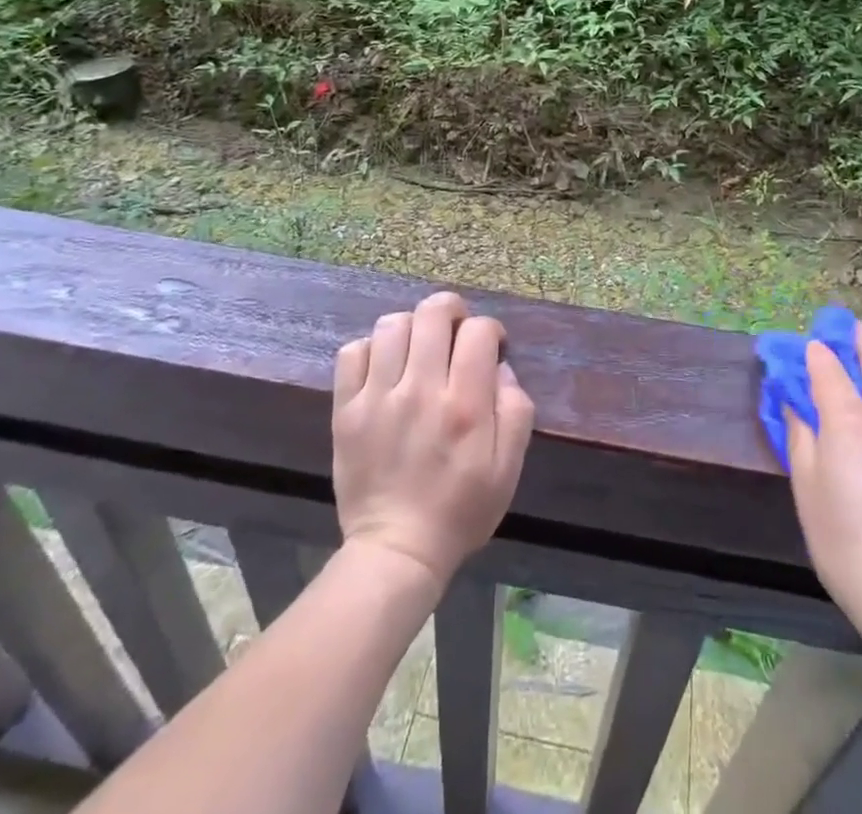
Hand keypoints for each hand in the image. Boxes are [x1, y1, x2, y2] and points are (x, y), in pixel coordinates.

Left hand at [332, 291, 535, 586]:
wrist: (397, 551)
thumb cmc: (461, 509)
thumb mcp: (509, 467)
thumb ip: (515, 410)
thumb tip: (500, 366)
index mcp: (464, 405)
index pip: (478, 331)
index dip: (490, 330)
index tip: (489, 347)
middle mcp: (420, 391)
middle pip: (433, 313)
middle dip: (451, 310)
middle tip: (454, 331)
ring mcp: (378, 398)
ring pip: (392, 324)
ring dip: (412, 327)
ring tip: (418, 348)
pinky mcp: (346, 410)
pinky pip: (352, 352)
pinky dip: (371, 349)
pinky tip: (384, 368)